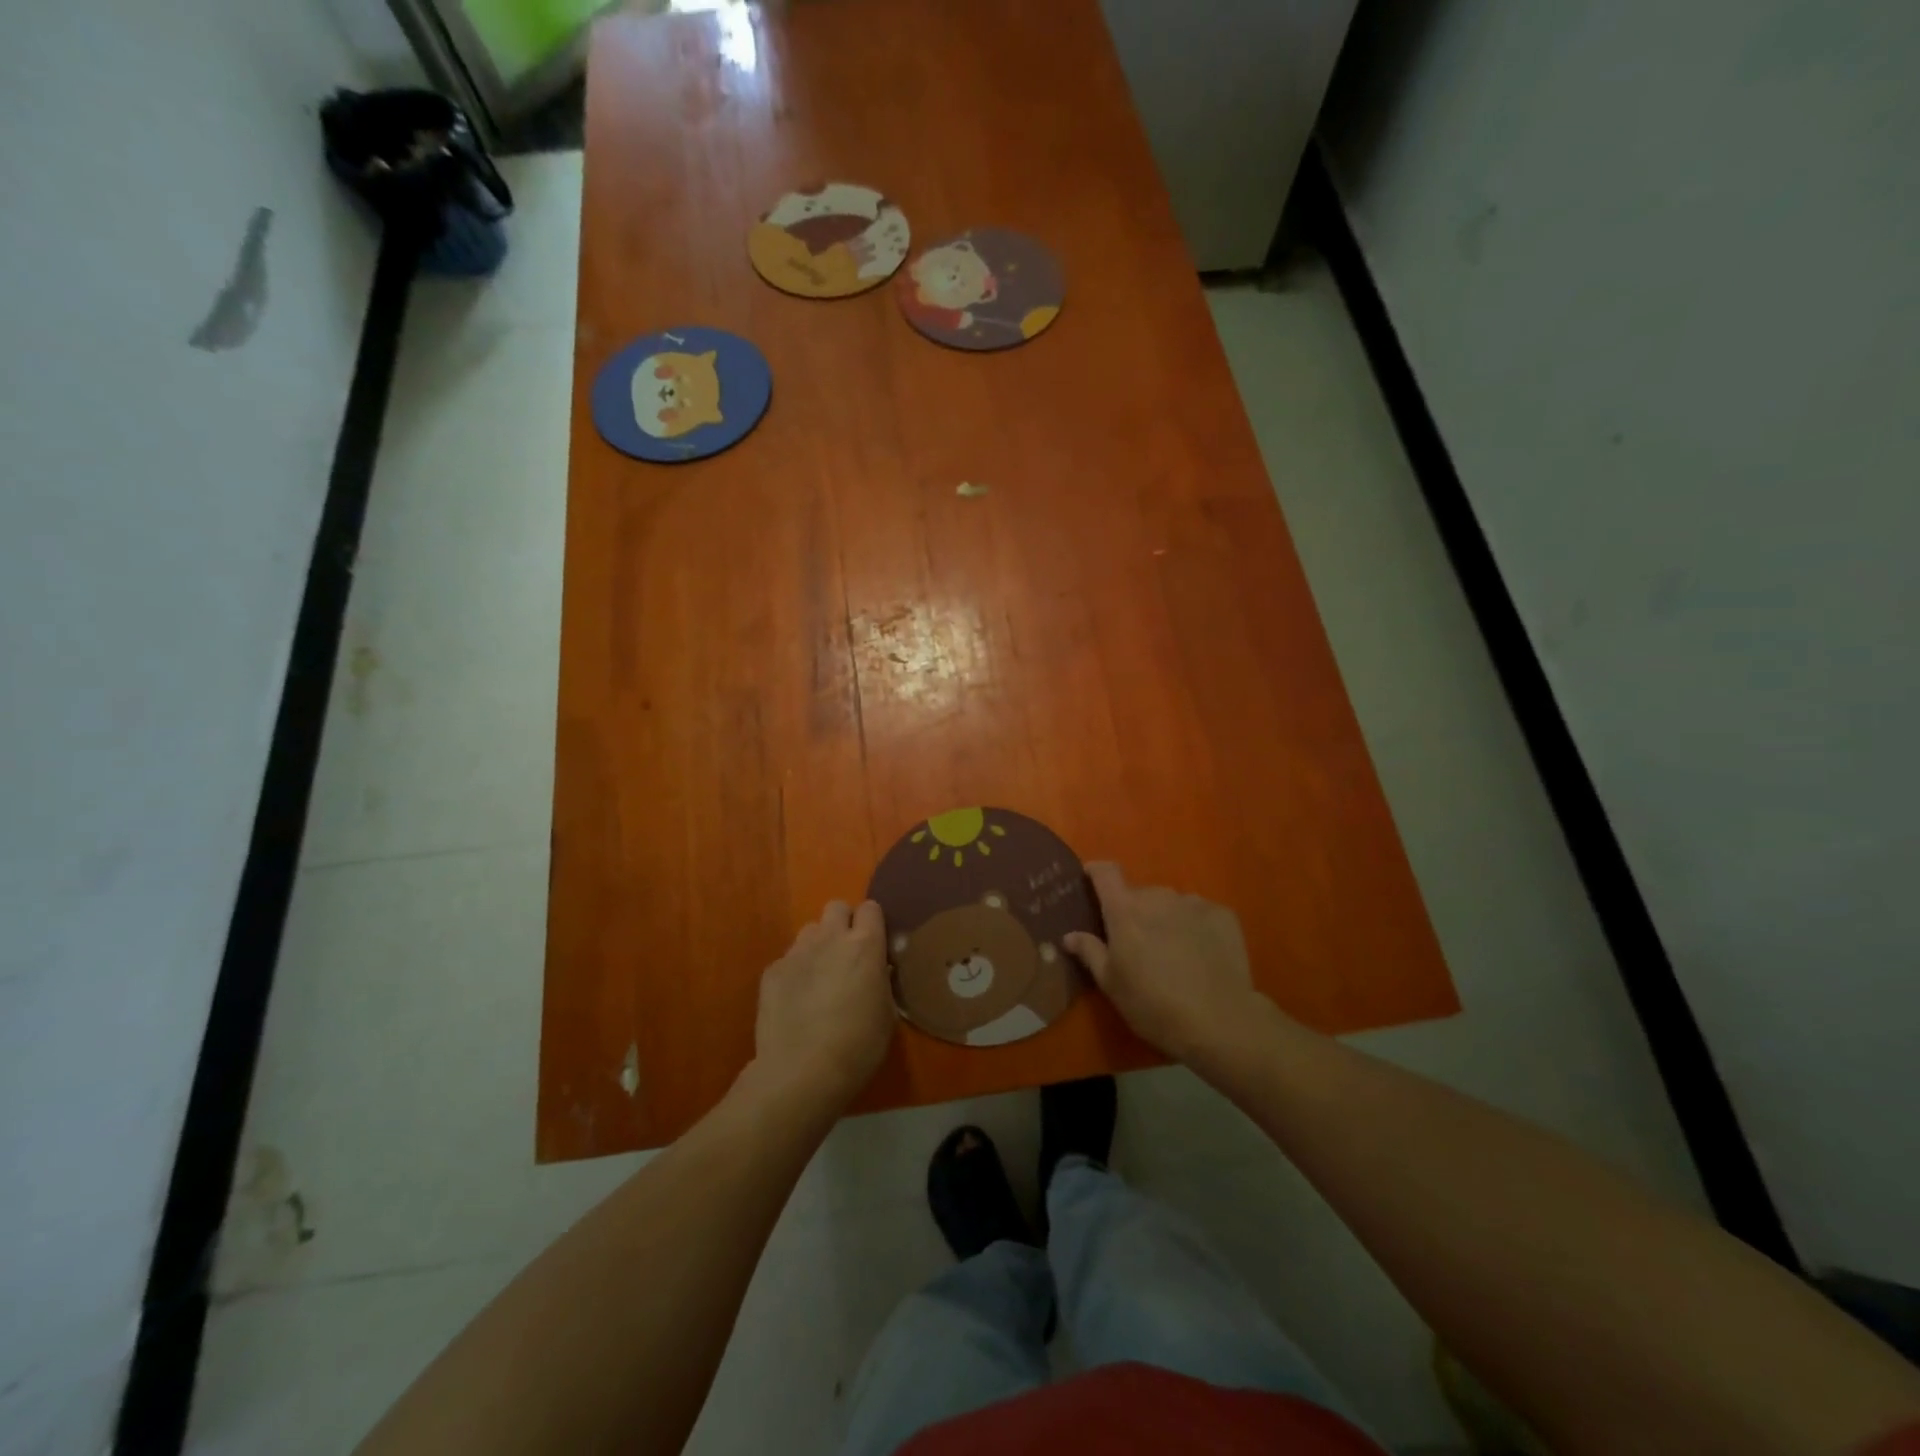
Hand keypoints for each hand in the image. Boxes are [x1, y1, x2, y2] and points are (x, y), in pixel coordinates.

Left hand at [751, 899, 894, 1106]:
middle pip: (836, 907)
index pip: (871, 908)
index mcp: (864, 946)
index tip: (874, 944)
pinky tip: (796, 1000)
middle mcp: (830, 938)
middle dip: (843, 923)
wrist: (801, 1073)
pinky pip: (788, 958)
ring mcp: (797, 952)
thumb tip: (878, 970)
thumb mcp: (887, 1014)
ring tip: (819, 976)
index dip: (872, 923)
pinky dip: (795, 971)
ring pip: (810, 930)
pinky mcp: (772, 971)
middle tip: (846, 955)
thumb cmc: (857, 1046)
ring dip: (818, 945)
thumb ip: (882, 981)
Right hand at [1065, 863, 1268, 1063]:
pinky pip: (1200, 912)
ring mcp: (1193, 903)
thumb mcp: (1111, 984)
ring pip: (1171, 903)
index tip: (1091, 880)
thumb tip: (1069, 935)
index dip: (1096, 872)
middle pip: (1139, 893)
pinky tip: (1202, 954)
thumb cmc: (1153, 1005)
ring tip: (1173, 951)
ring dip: (1166, 918)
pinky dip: (1195, 926)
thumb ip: (1089, 952)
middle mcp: (1157, 896)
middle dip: (1135, 911)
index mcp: (1125, 910)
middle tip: (1138, 943)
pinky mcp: (1223, 915)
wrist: (1219, 1021)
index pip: (1105, 873)